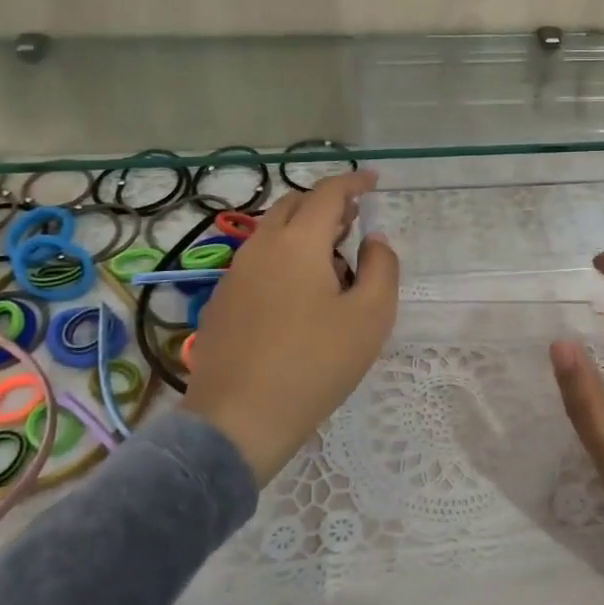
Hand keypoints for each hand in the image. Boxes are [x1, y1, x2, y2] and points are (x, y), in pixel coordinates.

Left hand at [184, 170, 398, 484]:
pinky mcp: (222, 301)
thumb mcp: (370, 317)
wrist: (237, 422)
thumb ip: (381, 268)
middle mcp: (261, 246)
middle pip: (295, 205)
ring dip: (304, 231)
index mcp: (298, 242)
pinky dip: (284, 256)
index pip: (329, 192)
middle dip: (327, 204)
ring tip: (332, 260)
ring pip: (273, 233)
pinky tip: (298, 294)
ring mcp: (235, 274)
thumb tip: (373, 240)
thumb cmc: (314, 365)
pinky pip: (258, 260)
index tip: (374, 182)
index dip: (355, 182)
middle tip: (354, 222)